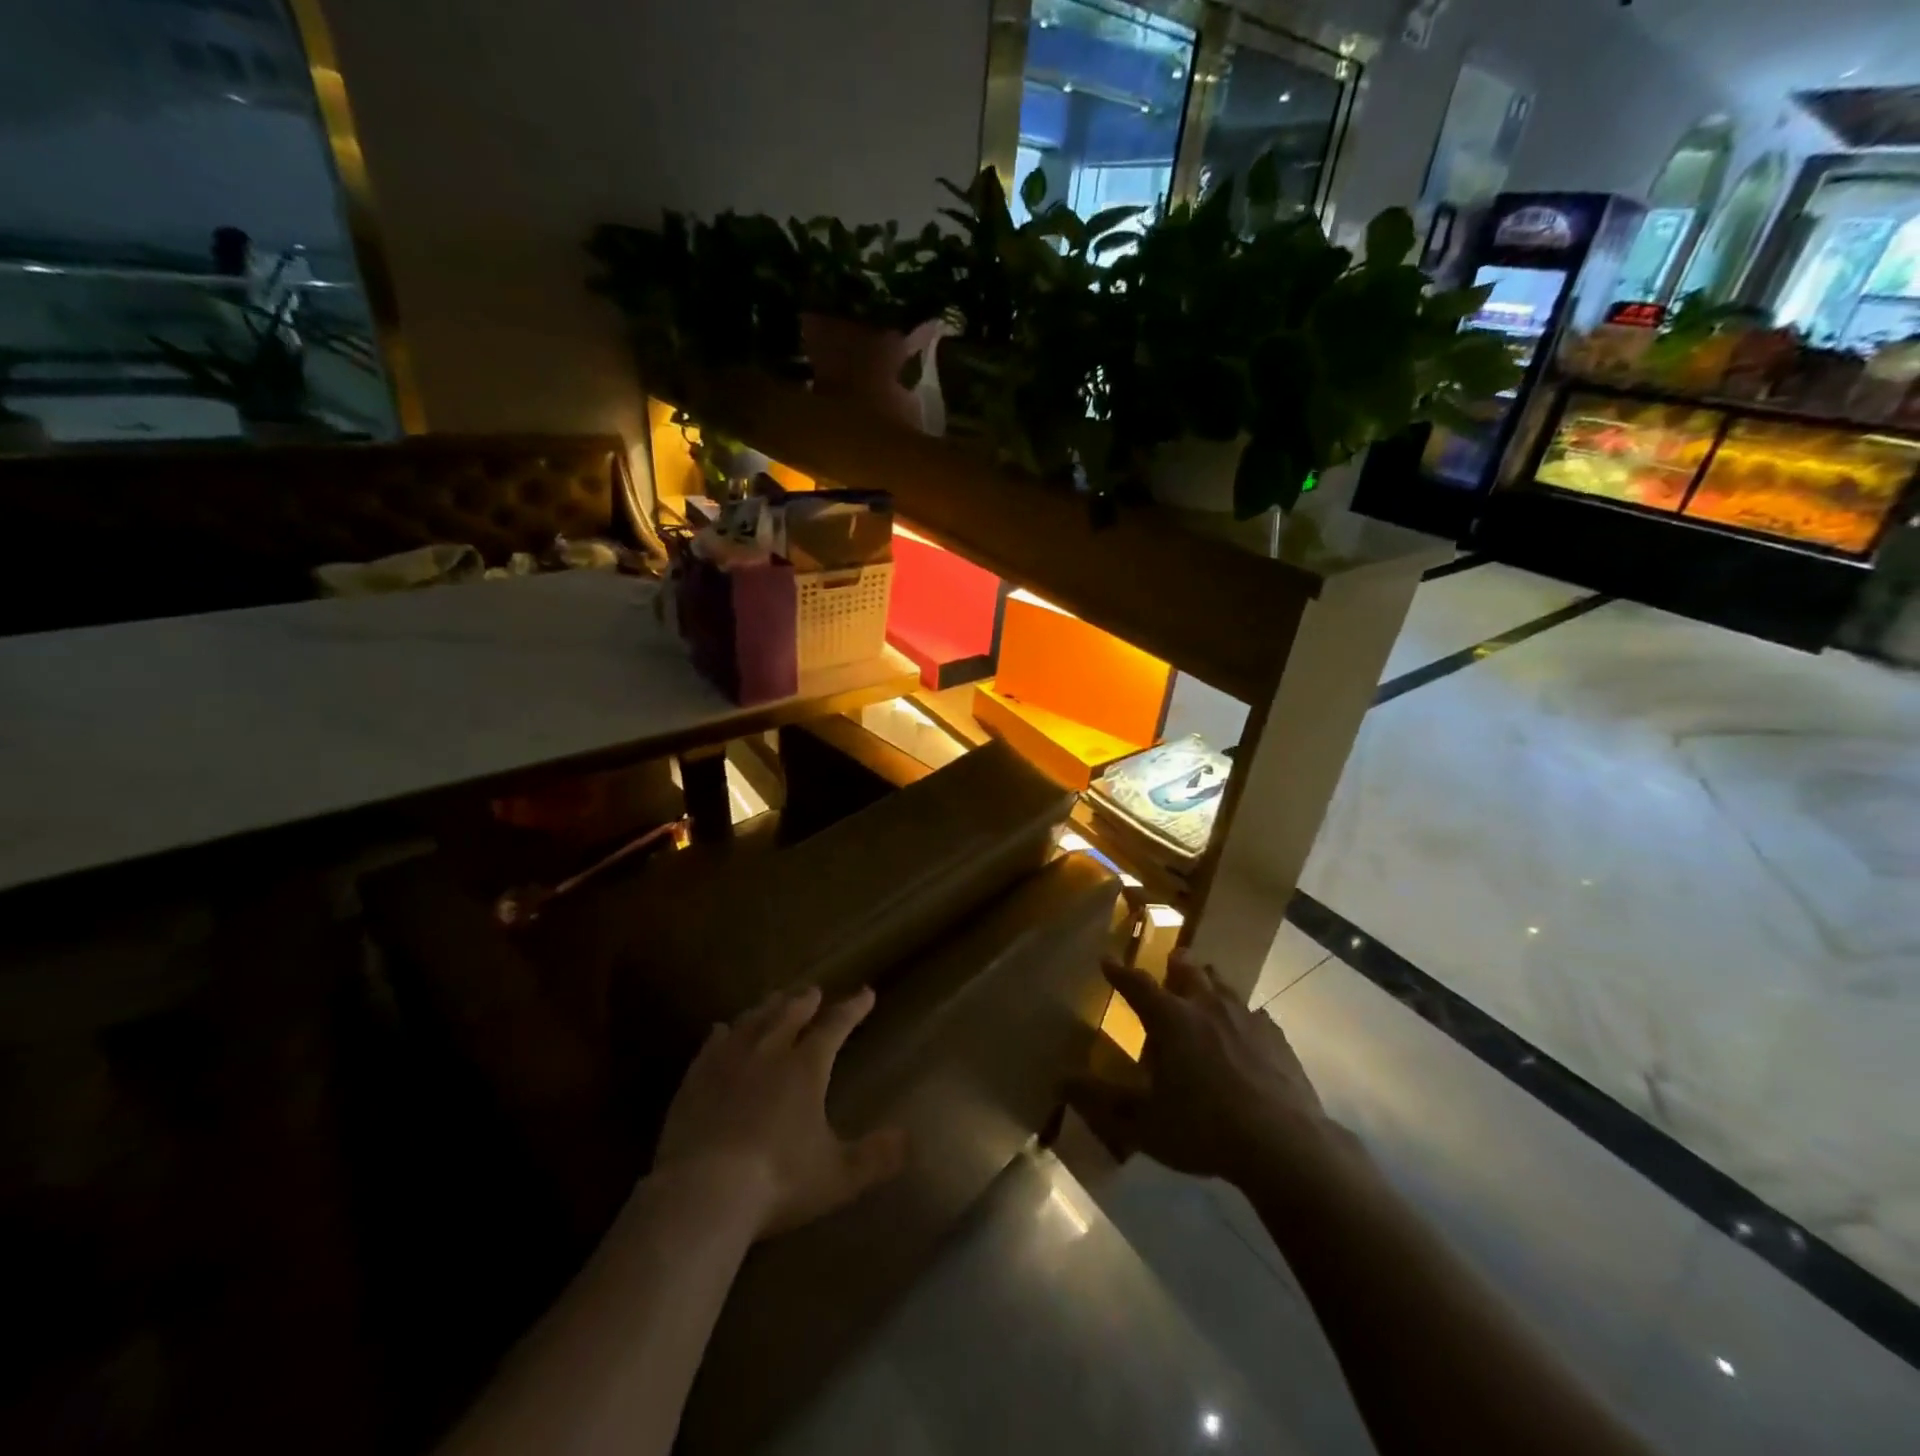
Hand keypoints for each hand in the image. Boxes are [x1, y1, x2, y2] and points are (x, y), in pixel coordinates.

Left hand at [652, 985, 907, 1238]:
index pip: (835, 1026)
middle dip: (805, 1001)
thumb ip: (875, 1157)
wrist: (703, 1192)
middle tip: (813, 990)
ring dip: (767, 1008)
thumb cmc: (778, 1181)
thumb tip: (909, 1139)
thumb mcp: (837, 1176)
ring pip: (752, 1021)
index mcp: (805, 1068)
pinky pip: (712, 1045)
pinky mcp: (695, 1080)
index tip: (866, 993)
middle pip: (789, 1014)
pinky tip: (721, 1029)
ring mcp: (728, 1063)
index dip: (852, 1008)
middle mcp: (768, 1053)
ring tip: (775, 998)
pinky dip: (722, 1033)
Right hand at [1068, 957, 1343, 1187]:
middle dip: (1175, 964)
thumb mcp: (1143, 1123)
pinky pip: (1255, 1015)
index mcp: (1171, 1019)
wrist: (1283, 1143)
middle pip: (1188, 970)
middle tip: (1170, 961)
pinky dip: (1243, 1016)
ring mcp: (1246, 1018)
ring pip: (1224, 985)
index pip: (1138, 985)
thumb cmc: (1204, 1129)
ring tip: (1206, 985)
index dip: (1120, 973)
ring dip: (1210, 982)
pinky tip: (1247, 1031)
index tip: (1107, 960)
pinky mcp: (1277, 1038)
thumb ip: (1102, 1101)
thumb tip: (1061, 1081)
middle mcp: (1207, 1007)